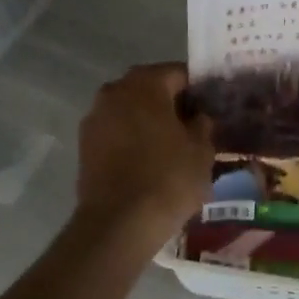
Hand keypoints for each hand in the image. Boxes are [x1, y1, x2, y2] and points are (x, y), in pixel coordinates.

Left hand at [74, 63, 213, 245]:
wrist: (117, 225)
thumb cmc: (167, 178)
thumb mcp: (202, 149)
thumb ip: (203, 124)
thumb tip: (199, 116)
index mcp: (145, 82)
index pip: (179, 73)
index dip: (199, 90)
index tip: (213, 108)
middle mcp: (115, 90)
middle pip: (152, 89)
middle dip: (173, 104)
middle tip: (195, 127)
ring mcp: (95, 117)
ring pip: (132, 110)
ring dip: (150, 121)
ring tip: (173, 147)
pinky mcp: (85, 145)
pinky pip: (117, 132)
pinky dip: (133, 139)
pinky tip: (150, 161)